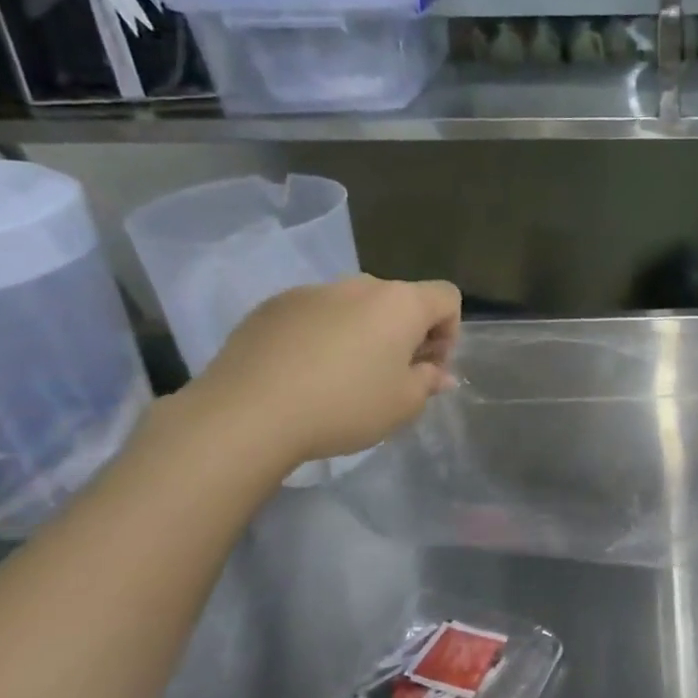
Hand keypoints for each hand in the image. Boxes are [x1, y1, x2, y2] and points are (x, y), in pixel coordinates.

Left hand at [187, 276, 460, 471]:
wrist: (248, 412)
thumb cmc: (344, 406)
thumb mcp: (403, 405)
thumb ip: (428, 382)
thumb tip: (438, 373)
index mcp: (400, 303)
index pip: (446, 297)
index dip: (449, 331)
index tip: (429, 367)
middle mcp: (360, 285)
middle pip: (399, 301)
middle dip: (405, 334)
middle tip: (391, 377)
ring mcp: (312, 291)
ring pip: (355, 307)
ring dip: (363, 333)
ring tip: (342, 377)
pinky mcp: (272, 306)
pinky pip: (314, 315)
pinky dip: (321, 336)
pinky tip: (303, 374)